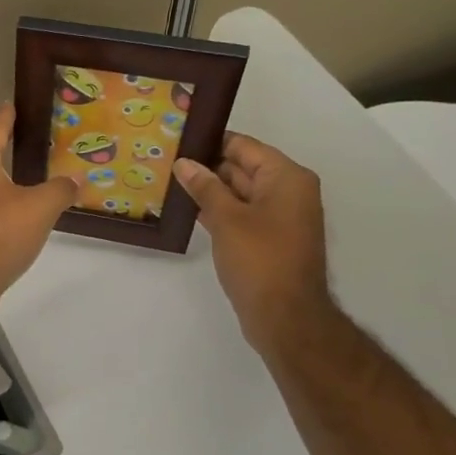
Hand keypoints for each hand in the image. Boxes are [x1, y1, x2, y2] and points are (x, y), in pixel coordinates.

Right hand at [173, 132, 332, 356]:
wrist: (285, 316)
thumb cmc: (259, 260)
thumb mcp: (227, 219)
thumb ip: (205, 187)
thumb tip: (184, 163)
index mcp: (286, 178)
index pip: (244, 146)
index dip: (211, 141)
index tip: (179, 137)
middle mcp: (288, 192)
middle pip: (243, 167)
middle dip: (207, 166)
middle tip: (167, 160)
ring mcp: (280, 217)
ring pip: (240, 193)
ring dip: (210, 190)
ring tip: (170, 182)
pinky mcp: (269, 239)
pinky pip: (242, 214)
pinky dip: (219, 211)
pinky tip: (189, 211)